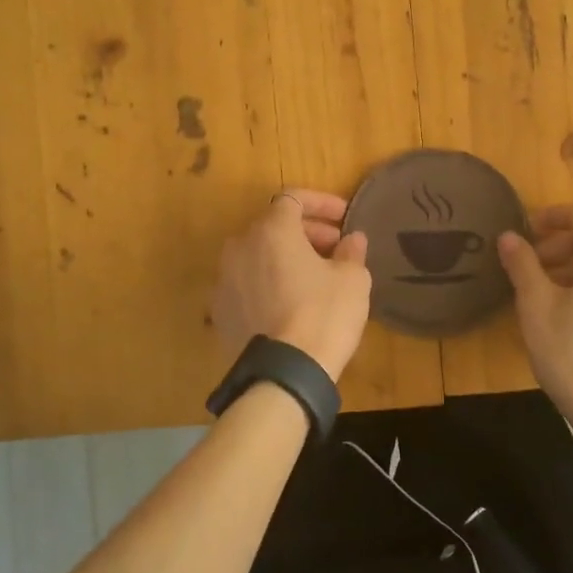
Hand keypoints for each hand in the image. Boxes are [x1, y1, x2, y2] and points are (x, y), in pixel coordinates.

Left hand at [212, 190, 372, 380]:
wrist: (284, 374)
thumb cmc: (323, 315)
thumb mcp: (352, 280)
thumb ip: (351, 251)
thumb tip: (352, 239)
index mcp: (271, 230)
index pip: (294, 198)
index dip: (322, 203)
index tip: (344, 219)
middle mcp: (240, 246)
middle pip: (273, 226)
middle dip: (306, 232)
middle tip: (335, 249)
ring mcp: (224, 279)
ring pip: (257, 255)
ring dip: (284, 257)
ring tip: (313, 277)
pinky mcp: (220, 311)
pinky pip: (246, 284)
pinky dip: (267, 283)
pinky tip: (289, 304)